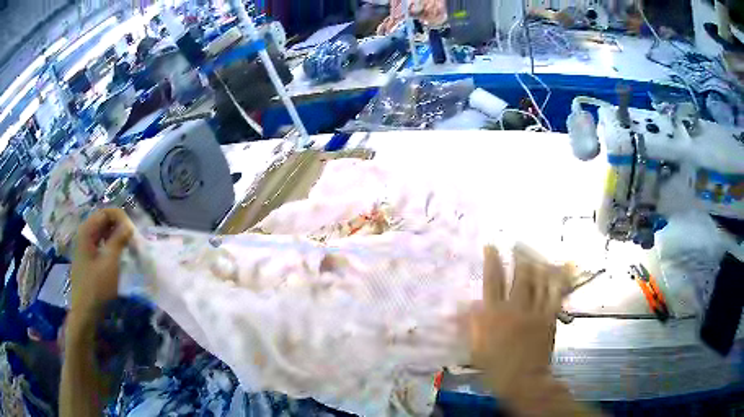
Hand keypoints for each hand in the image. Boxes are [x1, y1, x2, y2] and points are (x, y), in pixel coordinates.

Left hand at [68, 208, 133, 323]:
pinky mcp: (88, 258)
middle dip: (119, 226)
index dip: (121, 218)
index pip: (106, 212)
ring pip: (103, 233)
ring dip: (116, 236)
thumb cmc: (97, 286)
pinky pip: (101, 243)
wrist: (86, 312)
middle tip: (132, 239)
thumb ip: (119, 240)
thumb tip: (129, 225)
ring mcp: (85, 246)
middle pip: (104, 220)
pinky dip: (111, 245)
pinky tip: (119, 255)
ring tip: (128, 247)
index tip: (133, 231)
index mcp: (87, 230)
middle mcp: (85, 234)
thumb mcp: (110, 262)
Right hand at [471, 246, 576, 415]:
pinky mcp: (549, 317)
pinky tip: (556, 269)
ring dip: (536, 263)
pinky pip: (554, 294)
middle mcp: (515, 308)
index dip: (492, 261)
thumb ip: (470, 325)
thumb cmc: (495, 367)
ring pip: (538, 281)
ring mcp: (535, 311)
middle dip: (518, 256)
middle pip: (519, 275)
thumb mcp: (475, 348)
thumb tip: (460, 306)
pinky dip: (555, 280)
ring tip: (534, 252)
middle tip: (517, 244)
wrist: (523, 380)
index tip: (491, 246)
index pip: (492, 281)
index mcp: (494, 315)